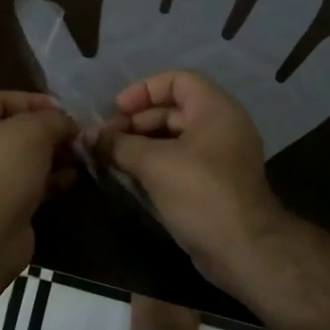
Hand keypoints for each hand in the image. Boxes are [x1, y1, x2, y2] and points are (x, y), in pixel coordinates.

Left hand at [0, 91, 78, 272]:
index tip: (65, 109)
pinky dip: (46, 180)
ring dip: (50, 156)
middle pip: (10, 131)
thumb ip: (53, 119)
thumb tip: (69, 123)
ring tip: (79, 155)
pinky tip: (72, 178)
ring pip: (18, 160)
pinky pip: (23, 185)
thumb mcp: (32, 131)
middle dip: (46, 131)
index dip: (33, 101)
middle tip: (75, 134)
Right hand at [92, 71, 287, 290]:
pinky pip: (179, 161)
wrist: (243, 250)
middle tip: (105, 139)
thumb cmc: (200, 193)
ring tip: (110, 157)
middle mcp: (221, 127)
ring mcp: (219, 157)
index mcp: (215, 110)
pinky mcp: (213, 184)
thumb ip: (118, 145)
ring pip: (174, 138)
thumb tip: (86, 135)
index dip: (144, 90)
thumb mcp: (154, 163)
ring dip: (140, 144)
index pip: (177, 80)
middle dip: (136, 120)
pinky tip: (127, 175)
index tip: (116, 110)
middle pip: (173, 109)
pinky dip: (154, 163)